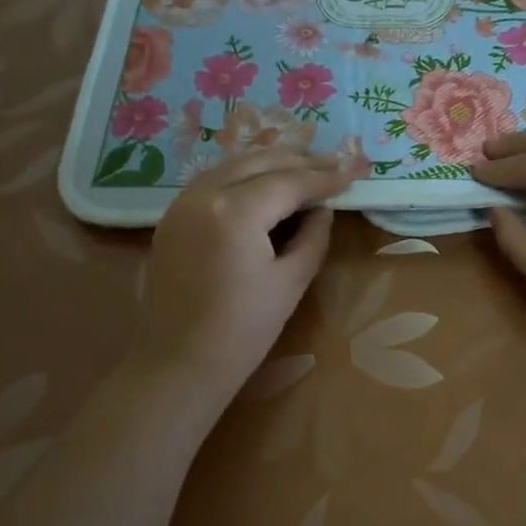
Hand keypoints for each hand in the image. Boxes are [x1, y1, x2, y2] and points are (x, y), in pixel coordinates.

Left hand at [133, 150, 359, 405]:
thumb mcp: (291, 282)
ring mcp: (181, 203)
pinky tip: (263, 184)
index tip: (354, 171)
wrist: (179, 364)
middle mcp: (203, 194)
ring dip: (269, 162)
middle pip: (258, 161)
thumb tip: (323, 208)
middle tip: (334, 164)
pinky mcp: (171, 217)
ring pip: (231, 165)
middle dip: (298, 161)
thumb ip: (313, 236)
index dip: (325, 176)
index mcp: (234, 212)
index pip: (288, 181)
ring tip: (304, 168)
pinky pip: (212, 180)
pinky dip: (242, 175)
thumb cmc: (243, 331)